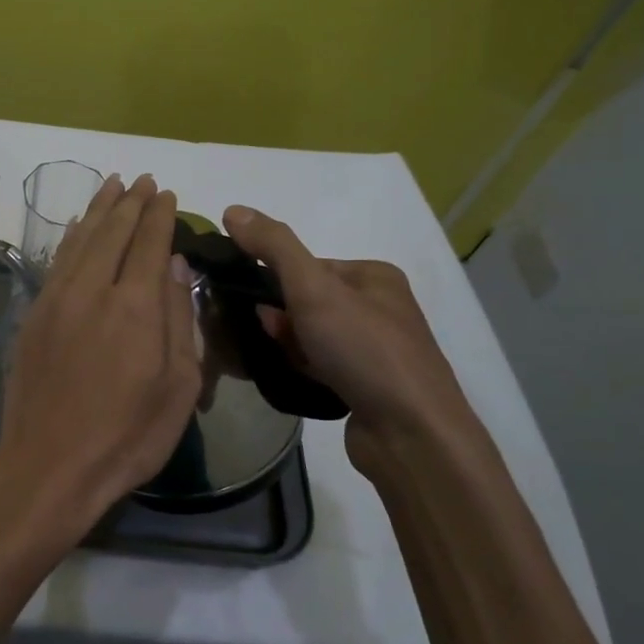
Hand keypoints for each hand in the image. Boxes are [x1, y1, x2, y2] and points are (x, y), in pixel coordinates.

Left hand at [0, 174, 200, 545]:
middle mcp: (94, 290)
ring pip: (80, 239)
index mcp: (136, 307)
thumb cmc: (127, 435)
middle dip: (131, 202)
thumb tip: (175, 266)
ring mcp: (57, 299)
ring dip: (99, 209)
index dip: (160, 215)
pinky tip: (76, 226)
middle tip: (142, 180)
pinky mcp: (34, 315)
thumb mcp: (178, 387)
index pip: (150, 243)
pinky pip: (56, 261)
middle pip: (113, 232)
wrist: (50, 464)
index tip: (166, 193)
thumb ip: (179, 319)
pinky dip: (70, 237)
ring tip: (112, 186)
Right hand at [221, 205, 472, 445]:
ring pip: (312, 336)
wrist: (411, 434)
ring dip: (289, 344)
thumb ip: (273, 247)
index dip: (275, 281)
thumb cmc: (363, 350)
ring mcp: (376, 350)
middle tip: (266, 335)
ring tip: (277, 360)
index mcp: (374, 276)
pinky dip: (303, 368)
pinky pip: (322, 365)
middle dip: (281, 318)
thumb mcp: (313, 288)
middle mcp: (380, 308)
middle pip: (308, 301)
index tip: (254, 305)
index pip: (308, 265)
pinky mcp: (368, 386)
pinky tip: (294, 379)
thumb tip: (232, 209)